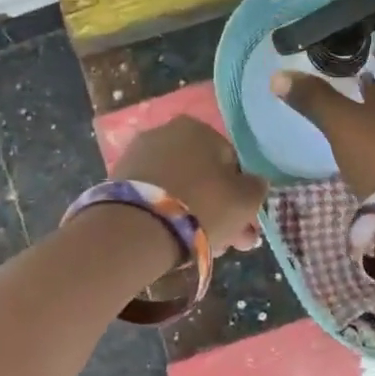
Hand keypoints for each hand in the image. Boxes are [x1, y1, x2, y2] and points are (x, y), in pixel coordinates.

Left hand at [112, 117, 267, 253]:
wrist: (136, 229)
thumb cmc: (201, 206)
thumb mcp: (246, 200)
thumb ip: (257, 188)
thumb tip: (254, 183)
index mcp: (198, 127)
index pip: (231, 161)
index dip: (241, 194)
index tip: (244, 224)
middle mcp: (166, 132)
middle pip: (204, 175)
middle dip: (220, 208)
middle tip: (230, 242)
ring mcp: (138, 156)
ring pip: (179, 188)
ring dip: (195, 214)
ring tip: (204, 248)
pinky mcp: (118, 181)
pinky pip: (155, 198)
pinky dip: (167, 215)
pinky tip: (176, 240)